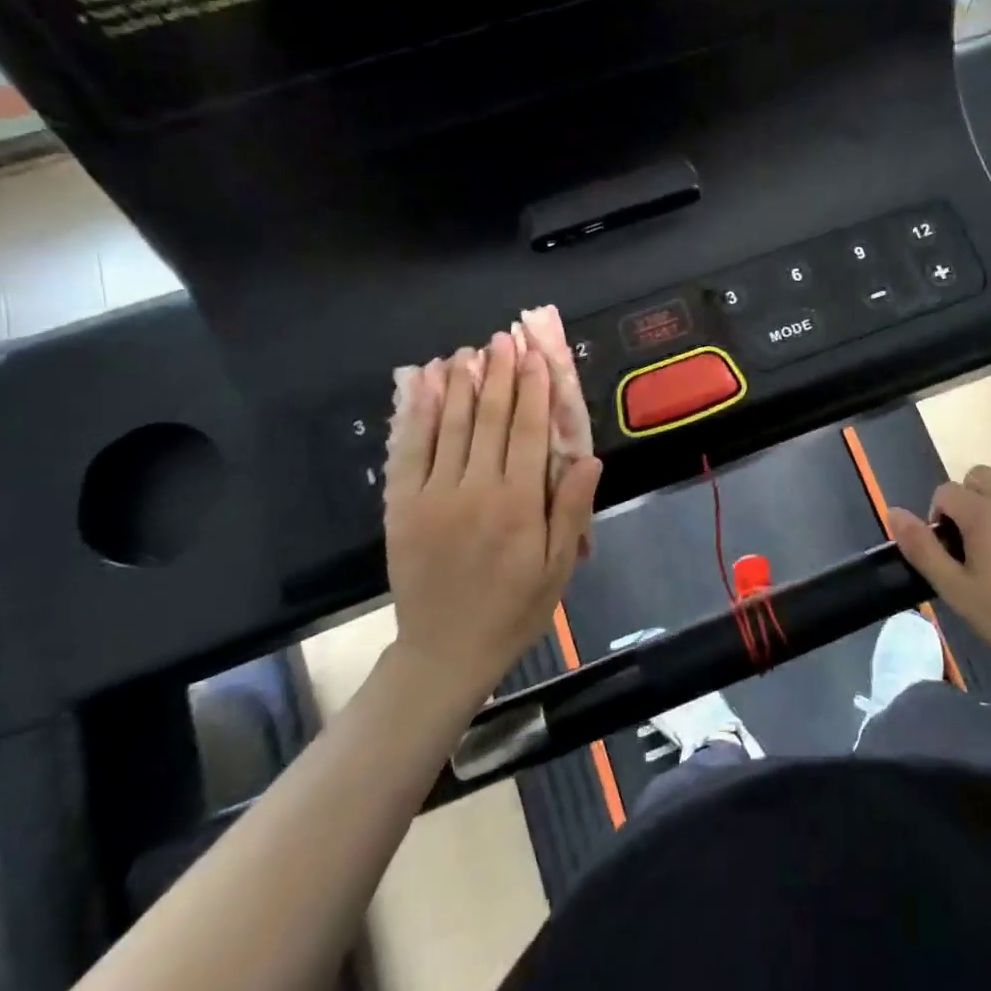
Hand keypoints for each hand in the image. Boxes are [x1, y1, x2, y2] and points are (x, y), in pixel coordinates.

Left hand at [383, 332, 601, 706]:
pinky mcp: (402, 506)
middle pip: (487, 418)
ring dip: (458, 383)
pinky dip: (416, 413)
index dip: (533, 389)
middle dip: (498, 375)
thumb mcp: (558, 567)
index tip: (536, 356)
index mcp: (518, 504)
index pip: (527, 431)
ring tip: (467, 352)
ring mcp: (432, 495)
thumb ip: (571, 510)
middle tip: (503, 340)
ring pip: (448, 425)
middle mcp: (474, 490)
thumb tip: (588, 457)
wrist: (445, 650)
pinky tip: (422, 385)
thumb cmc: (514, 608)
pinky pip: (409, 450)